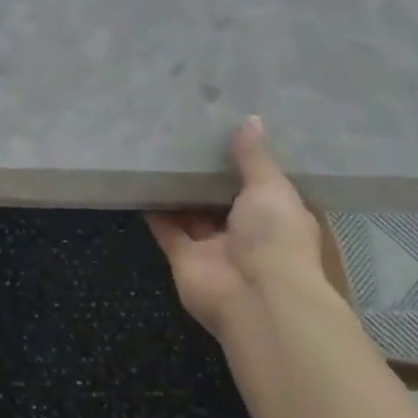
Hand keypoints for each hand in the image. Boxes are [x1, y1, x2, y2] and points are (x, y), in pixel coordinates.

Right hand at [147, 116, 331, 338]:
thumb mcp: (271, 188)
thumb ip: (254, 157)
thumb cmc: (274, 237)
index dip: (244, 159)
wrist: (255, 298)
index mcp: (277, 215)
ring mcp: (213, 246)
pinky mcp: (183, 257)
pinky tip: (140, 180)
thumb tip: (251, 119)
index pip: (261, 183)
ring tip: (159, 151)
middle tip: (185, 133)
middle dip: (206, 173)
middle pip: (222, 197)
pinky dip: (154, 209)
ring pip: (192, 212)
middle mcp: (247, 231)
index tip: (225, 129)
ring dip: (179, 189)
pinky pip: (166, 228)